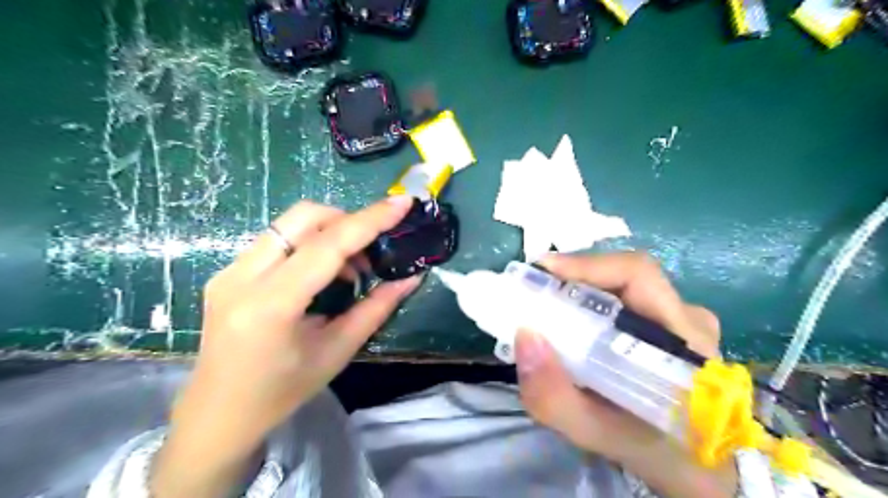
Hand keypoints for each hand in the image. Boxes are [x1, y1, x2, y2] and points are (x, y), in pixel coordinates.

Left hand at [154, 197, 420, 496]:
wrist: (216, 414)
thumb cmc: (282, 392)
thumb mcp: (337, 352)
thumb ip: (376, 308)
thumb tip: (411, 278)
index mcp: (271, 304)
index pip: (327, 245)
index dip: (370, 220)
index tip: (402, 203)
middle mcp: (242, 277)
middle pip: (303, 217)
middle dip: (347, 220)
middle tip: (371, 251)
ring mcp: (229, 270)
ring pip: (289, 223)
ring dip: (329, 232)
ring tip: (349, 268)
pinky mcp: (228, 271)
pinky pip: (277, 239)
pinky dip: (309, 243)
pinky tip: (322, 274)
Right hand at [518, 253, 732, 497]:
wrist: (699, 469)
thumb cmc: (655, 451)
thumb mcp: (598, 434)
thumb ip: (555, 397)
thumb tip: (524, 336)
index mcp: (684, 339)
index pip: (638, 275)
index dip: (587, 264)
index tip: (542, 269)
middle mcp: (688, 317)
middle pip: (625, 274)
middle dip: (574, 276)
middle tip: (533, 289)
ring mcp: (683, 319)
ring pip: (623, 285)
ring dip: (581, 288)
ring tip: (545, 303)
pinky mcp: (671, 325)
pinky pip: (625, 299)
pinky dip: (591, 302)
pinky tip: (571, 319)